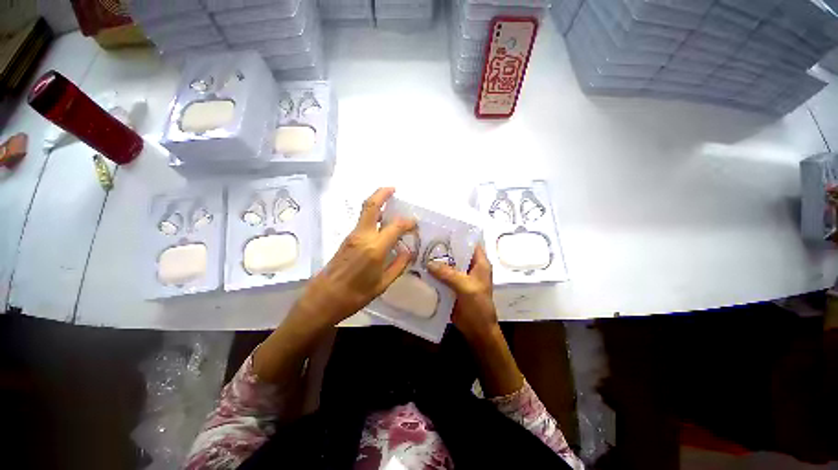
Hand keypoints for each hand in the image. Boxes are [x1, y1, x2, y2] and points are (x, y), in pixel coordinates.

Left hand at [299, 187, 416, 325]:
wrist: (323, 300)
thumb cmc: (355, 295)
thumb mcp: (383, 284)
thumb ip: (398, 265)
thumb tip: (409, 251)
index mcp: (375, 248)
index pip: (396, 225)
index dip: (408, 222)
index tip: (415, 224)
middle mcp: (362, 236)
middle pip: (371, 205)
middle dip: (382, 193)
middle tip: (393, 189)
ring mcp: (352, 236)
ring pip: (365, 211)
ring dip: (377, 203)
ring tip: (390, 204)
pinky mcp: (346, 239)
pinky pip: (362, 221)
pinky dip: (373, 216)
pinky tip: (381, 223)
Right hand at [427, 244, 498, 342]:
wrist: (476, 329)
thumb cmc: (478, 306)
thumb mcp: (465, 287)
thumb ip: (448, 274)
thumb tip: (429, 263)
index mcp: (479, 263)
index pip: (470, 243)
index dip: (458, 236)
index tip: (442, 229)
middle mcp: (470, 267)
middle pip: (456, 253)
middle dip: (443, 248)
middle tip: (425, 240)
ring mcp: (460, 277)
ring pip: (447, 264)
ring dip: (436, 260)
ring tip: (420, 251)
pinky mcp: (452, 286)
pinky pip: (442, 276)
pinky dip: (434, 273)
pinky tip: (421, 268)